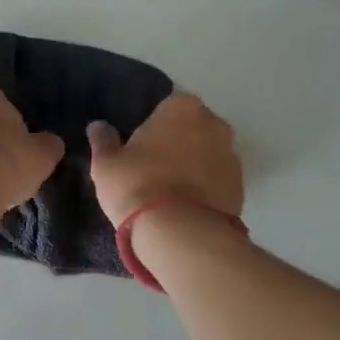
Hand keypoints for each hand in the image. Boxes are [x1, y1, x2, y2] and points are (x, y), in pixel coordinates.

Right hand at [87, 93, 243, 225]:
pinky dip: (205, 187)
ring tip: (170, 190)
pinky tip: (186, 205)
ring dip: (193, 164)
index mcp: (182, 107)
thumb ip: (103, 140)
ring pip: (207, 153)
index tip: (139, 146)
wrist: (181, 233)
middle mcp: (214, 123)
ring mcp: (232, 155)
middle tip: (152, 167)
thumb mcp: (106, 164)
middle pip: (191, 127)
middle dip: (176, 141)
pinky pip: (217, 179)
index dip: (152, 126)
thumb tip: (98, 126)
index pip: (165, 106)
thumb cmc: (138, 185)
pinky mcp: (241, 186)